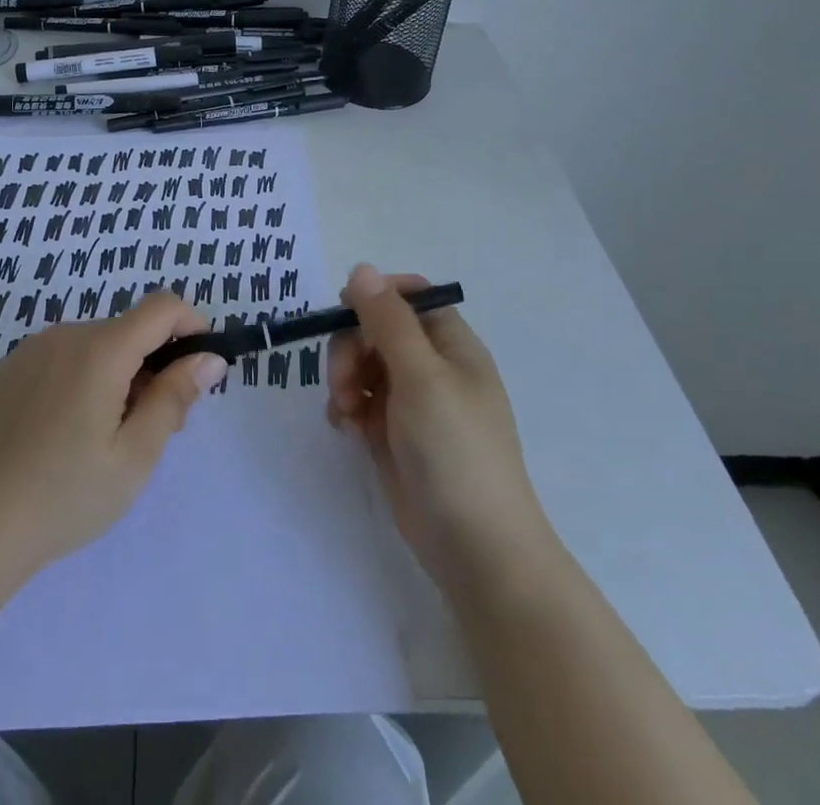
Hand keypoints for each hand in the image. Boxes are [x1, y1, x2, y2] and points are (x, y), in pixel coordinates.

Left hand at [0, 292, 228, 581]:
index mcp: (100, 350)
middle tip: (156, 427)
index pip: (162, 307)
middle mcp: (66, 335)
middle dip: (155, 365)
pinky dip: (84, 378)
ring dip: (119, 374)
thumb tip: (209, 358)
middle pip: (130, 330)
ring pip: (97, 345)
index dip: (192, 326)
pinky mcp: (10, 368)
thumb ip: (175, 398)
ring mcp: (32, 349)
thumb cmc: (66, 496)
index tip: (200, 369)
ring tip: (109, 437)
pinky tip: (68, 432)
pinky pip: (64, 357)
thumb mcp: (135, 456)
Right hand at [328, 264, 555, 595]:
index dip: (376, 295)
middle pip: (377, 329)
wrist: (476, 549)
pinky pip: (360, 400)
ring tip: (346, 411)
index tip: (344, 310)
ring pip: (363, 364)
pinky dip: (347, 407)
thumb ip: (387, 320)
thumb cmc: (455, 450)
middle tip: (344, 381)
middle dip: (351, 346)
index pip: (409, 295)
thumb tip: (360, 268)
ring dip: (345, 377)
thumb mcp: (421, 376)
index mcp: (451, 344)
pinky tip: (346, 428)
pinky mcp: (393, 434)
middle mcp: (432, 366)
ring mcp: (412, 402)